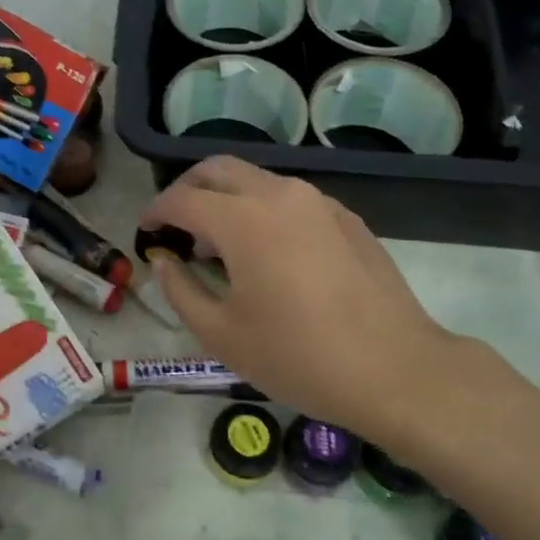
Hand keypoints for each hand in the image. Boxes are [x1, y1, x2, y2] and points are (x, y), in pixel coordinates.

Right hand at [140, 157, 492, 449]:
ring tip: (218, 244)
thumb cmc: (297, 356)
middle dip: (187, 189)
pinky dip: (262, 209)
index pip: (182, 198)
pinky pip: (289, 198)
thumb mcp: (221, 333)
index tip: (145, 232)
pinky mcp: (344, 217)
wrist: (395, 369)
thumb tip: (163, 259)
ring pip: (256, 179)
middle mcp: (278, 195)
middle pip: (218, 169)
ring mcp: (317, 202)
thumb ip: (180, 288)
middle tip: (175, 224)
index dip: (156, 212)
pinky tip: (267, 252)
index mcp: (242, 220)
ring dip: (226, 198)